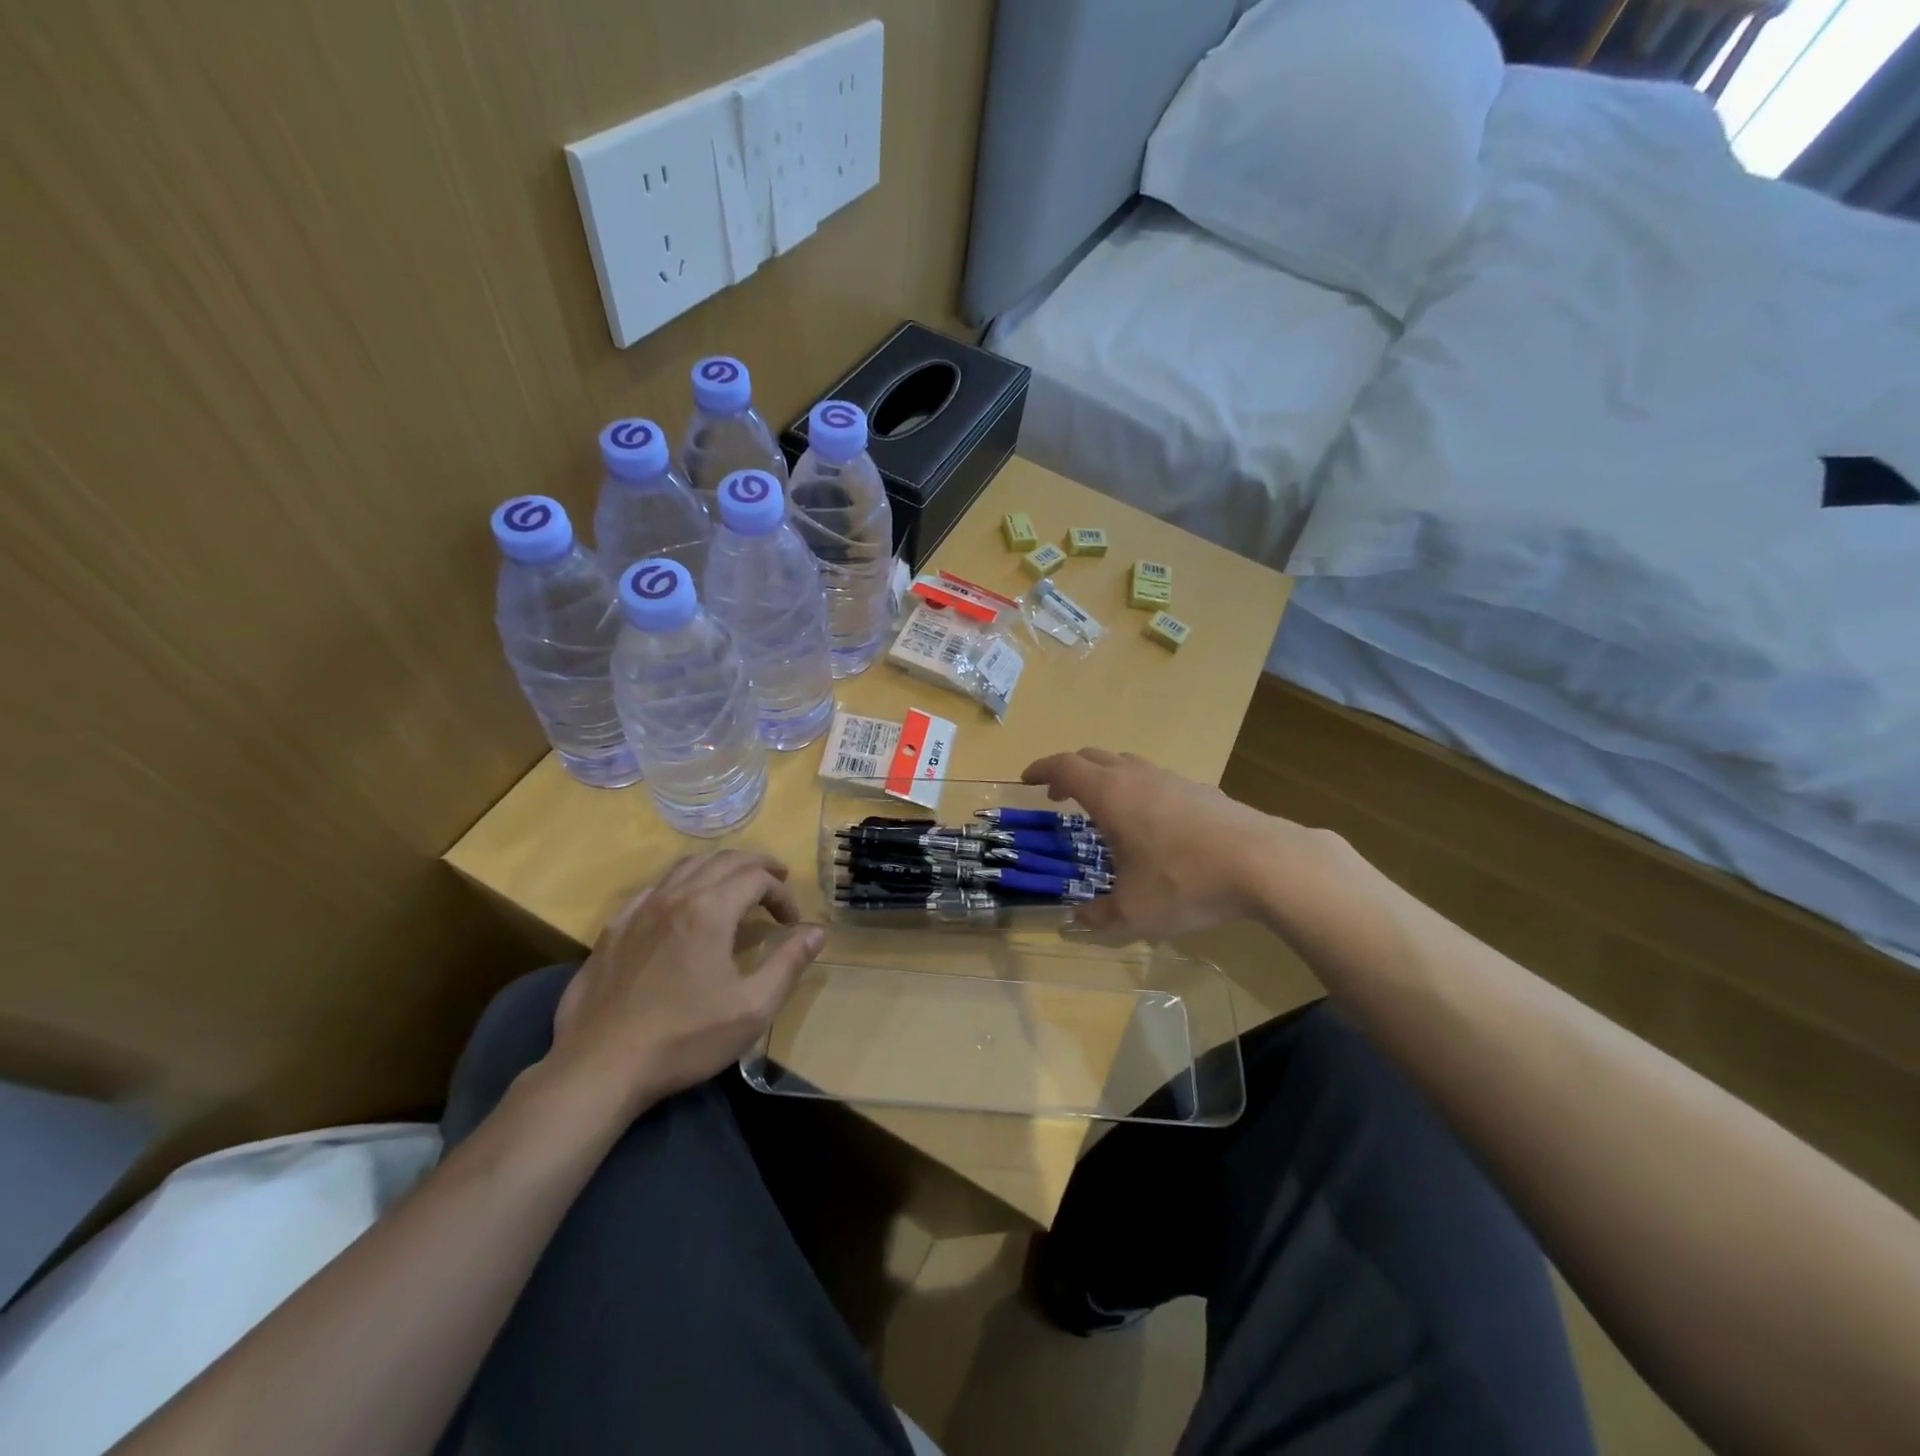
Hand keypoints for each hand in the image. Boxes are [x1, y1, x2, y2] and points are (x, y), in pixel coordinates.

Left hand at [546, 851, 825, 1112]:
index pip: (757, 878)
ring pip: (686, 867)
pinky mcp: (614, 929)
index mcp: (709, 911)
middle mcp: (674, 897)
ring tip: (737, 884)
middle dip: (757, 866)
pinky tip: (684, 905)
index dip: (781, 894)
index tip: (792, 923)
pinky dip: (682, 883)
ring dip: (719, 867)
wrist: (599, 1068)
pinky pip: (654, 887)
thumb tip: (817, 932)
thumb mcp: (752, 1009)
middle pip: (723, 861)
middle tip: (778, 881)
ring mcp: (639, 910)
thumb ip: (788, 964)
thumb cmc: (683, 1039)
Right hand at [1022, 749, 1283, 939]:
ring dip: (1106, 778)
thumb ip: (1100, 916)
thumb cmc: (1185, 882)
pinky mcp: (1203, 791)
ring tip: (1104, 808)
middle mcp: (1138, 777)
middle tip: (1059, 793)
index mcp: (1111, 795)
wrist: (1265, 863)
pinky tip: (1153, 823)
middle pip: (1094, 757)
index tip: (1027, 779)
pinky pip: (1158, 780)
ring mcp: (1173, 780)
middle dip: (1070, 771)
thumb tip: (1080, 918)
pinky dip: (1140, 790)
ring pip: (1128, 765)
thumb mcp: (1133, 913)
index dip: (1042, 769)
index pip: (1065, 766)